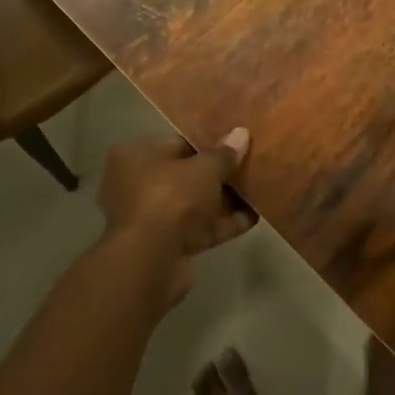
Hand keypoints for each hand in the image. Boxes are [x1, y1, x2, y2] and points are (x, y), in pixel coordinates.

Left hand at [97, 130, 256, 304]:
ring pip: (194, 205)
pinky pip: (199, 230)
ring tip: (258, 189)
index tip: (234, 143)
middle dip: (217, 174)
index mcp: (136, 157)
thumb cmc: (171, 197)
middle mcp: (137, 186)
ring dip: (224, 201)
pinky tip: (254, 217)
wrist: (152, 260)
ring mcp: (151, 219)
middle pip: (186, 176)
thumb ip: (224, 153)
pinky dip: (223, 224)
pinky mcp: (166, 247)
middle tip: (249, 165)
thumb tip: (241, 134)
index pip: (176, 144)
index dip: (207, 144)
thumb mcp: (204, 168)